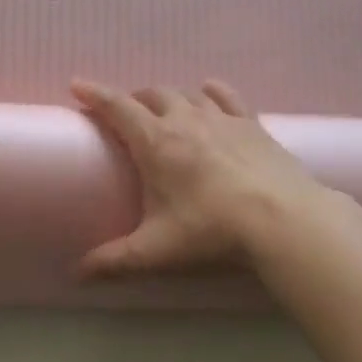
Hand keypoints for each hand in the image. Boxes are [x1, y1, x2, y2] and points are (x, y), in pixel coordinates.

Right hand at [70, 79, 324, 277]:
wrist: (285, 220)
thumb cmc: (212, 230)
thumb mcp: (156, 250)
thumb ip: (114, 261)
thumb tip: (77, 275)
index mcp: (155, 142)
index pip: (117, 107)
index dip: (95, 94)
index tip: (77, 85)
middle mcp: (185, 119)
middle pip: (151, 94)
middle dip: (132, 99)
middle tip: (123, 116)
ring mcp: (222, 118)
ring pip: (186, 93)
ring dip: (168, 98)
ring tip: (162, 111)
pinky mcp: (252, 124)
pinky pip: (226, 96)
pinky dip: (211, 92)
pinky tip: (208, 92)